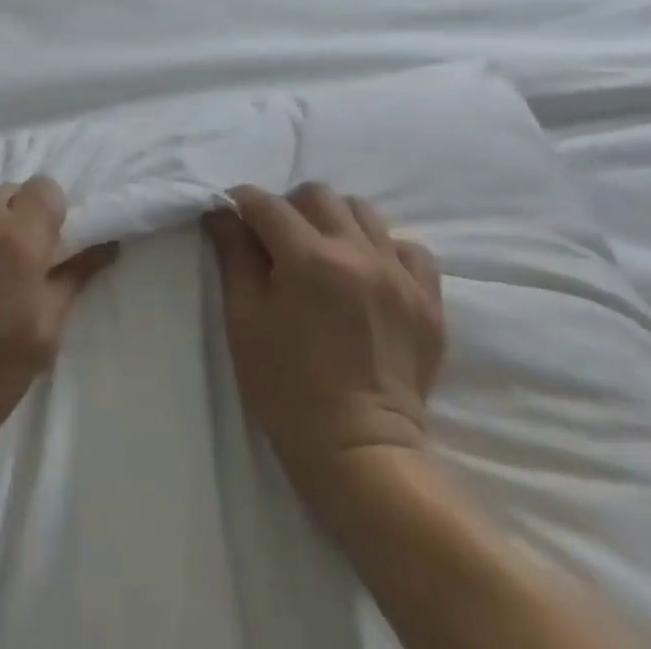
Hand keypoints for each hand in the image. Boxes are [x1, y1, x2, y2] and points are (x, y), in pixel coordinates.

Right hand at [204, 183, 444, 501]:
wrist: (360, 454)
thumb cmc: (286, 387)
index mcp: (308, 258)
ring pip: (363, 212)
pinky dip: (385, 249)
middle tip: (276, 240)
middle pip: (316, 195)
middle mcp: (357, 253)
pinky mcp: (429, 302)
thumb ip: (233, 255)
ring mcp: (399, 276)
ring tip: (323, 253)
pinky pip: (410, 249)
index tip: (230, 216)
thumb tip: (221, 213)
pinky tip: (367, 273)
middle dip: (288, 207)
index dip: (240, 203)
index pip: (265, 203)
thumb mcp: (244, 319)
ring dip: (335, 221)